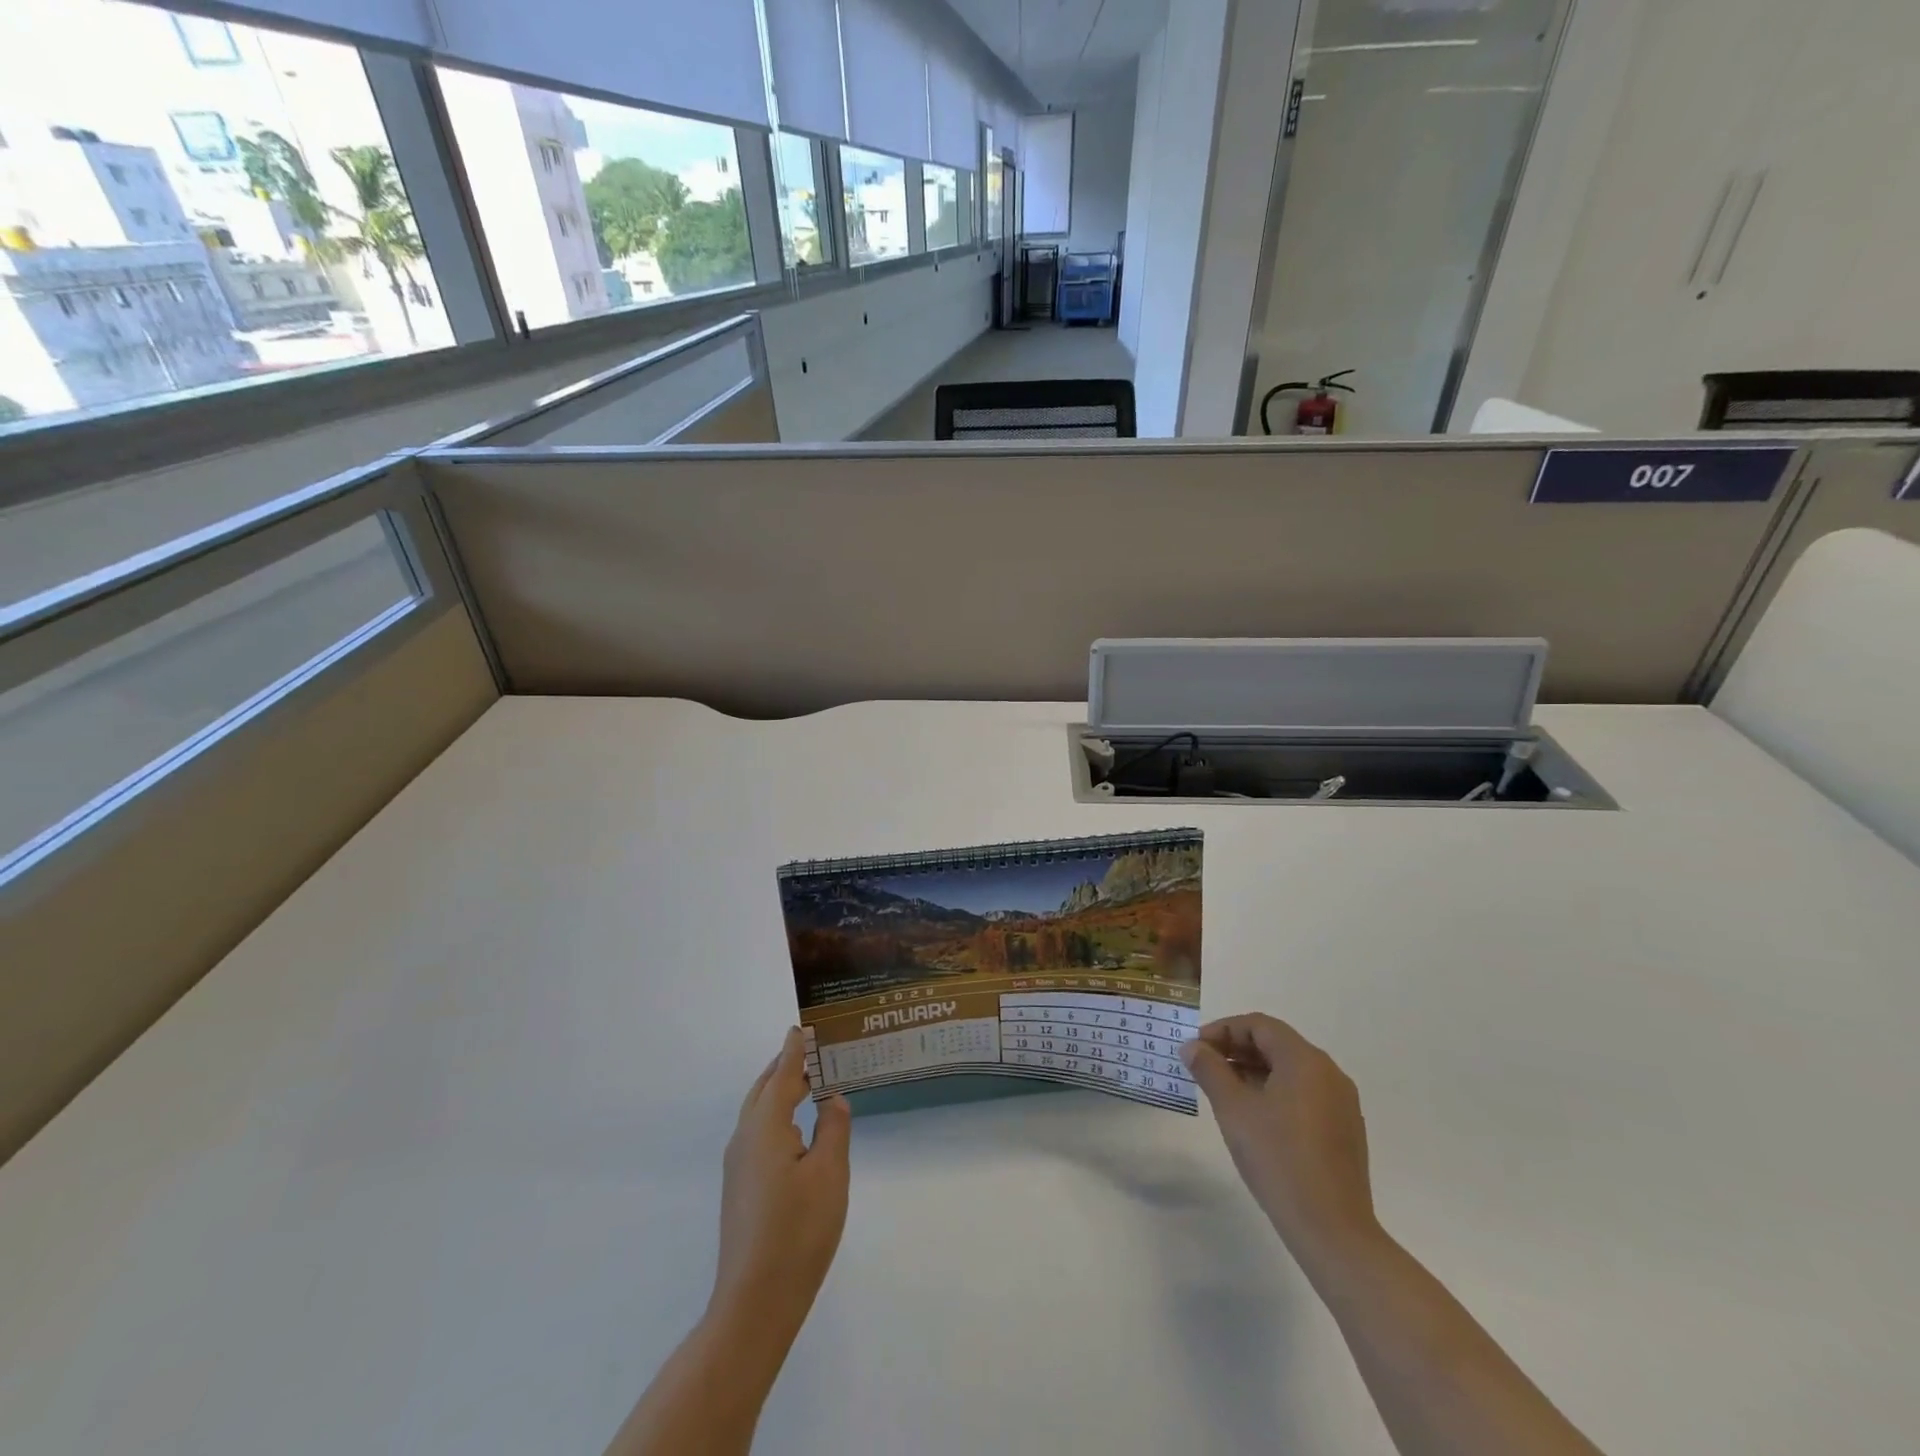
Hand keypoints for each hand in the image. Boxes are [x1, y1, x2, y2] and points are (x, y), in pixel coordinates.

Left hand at [712, 1027, 851, 1332]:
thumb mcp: (829, 1174)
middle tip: (812, 1051)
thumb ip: (833, 1128)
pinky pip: (758, 1134)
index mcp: (765, 1127)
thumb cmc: (798, 1232)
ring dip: (780, 1092)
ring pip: (758, 1113)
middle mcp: (745, 1139)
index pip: (781, 1075)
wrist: (754, 1303)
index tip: (803, 1026)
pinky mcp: (740, 1188)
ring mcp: (738, 1166)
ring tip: (810, 1085)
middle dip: (785, 1067)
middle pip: (763, 1089)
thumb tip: (831, 1099)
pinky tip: (798, 1131)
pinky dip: (777, 1116)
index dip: (794, 1050)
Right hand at [1181, 1013, 1379, 1266]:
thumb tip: (1192, 1046)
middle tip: (1205, 1066)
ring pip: (1290, 1070)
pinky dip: (1275, 1092)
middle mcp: (1329, 1073)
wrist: (1332, 1229)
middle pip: (1276, 1044)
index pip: (1259, 1026)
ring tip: (1224, 1091)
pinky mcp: (1344, 1130)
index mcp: (1305, 1060)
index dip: (1223, 1030)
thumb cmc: (1278, 1158)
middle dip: (1237, 1049)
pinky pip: (1304, 1094)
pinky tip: (1255, 1117)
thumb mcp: (1233, 1109)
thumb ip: (1210, 1070)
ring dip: (1254, 1071)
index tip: (1196, 1048)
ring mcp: (1341, 1103)